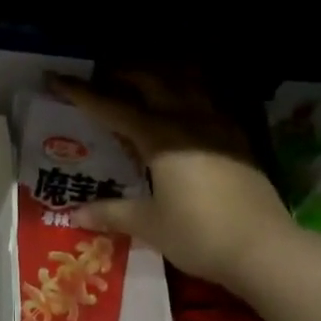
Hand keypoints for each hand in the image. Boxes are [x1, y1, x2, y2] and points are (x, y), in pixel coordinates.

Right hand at [55, 75, 296, 294]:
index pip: (112, 108)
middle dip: (123, 73)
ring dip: (162, 76)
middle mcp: (188, 120)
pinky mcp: (240, 139)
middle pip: (152, 81)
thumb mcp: (149, 225)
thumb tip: (76, 214)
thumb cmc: (199, 234)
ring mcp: (218, 126)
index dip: (82, 93)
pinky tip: (187, 108)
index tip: (57, 79)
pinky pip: (210, 101)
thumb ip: (112, 213)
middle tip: (103, 76)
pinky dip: (191, 93)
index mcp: (159, 137)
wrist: (264, 248)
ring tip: (146, 81)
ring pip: (187, 83)